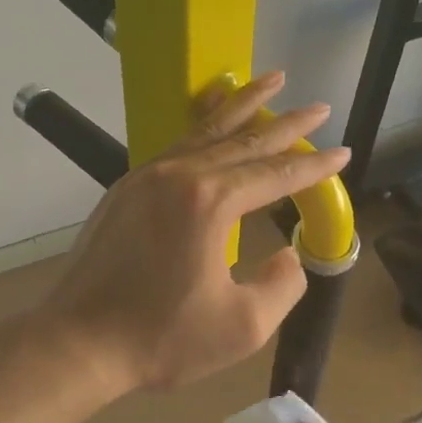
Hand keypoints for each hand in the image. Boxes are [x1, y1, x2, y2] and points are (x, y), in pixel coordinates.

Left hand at [34, 71, 349, 399]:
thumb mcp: (243, 326)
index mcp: (210, 202)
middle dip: (286, 123)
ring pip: (206, 130)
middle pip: (244, 140)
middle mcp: (179, 175)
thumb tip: (288, 253)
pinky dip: (203, 126)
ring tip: (270, 81)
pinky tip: (212, 121)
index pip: (276, 174)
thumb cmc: (161, 338)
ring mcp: (148, 176)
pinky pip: (176, 145)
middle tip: (318, 107)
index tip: (343, 151)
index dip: (314, 166)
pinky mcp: (127, 188)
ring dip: (242, 105)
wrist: (78, 341)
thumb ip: (282, 285)